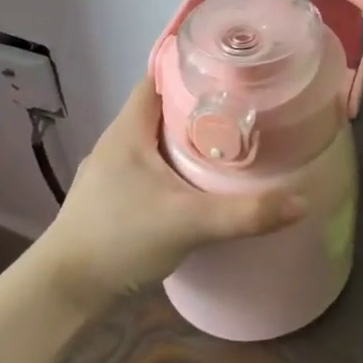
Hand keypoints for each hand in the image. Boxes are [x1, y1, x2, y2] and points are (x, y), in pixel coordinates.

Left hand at [23, 77, 304, 311]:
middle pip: (163, 107)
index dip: (192, 66)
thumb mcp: (188, 222)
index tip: (230, 67)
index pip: (160, 78)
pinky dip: (177, 164)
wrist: (61, 296)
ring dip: (189, 136)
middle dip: (201, 102)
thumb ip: (245, 214)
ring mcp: (113, 173)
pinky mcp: (114, 200)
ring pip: (158, 139)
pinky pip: (153, 166)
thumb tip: (301, 202)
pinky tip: (201, 180)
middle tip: (244, 103)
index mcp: (129, 130)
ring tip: (231, 137)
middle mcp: (118, 143)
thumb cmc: (118, 239)